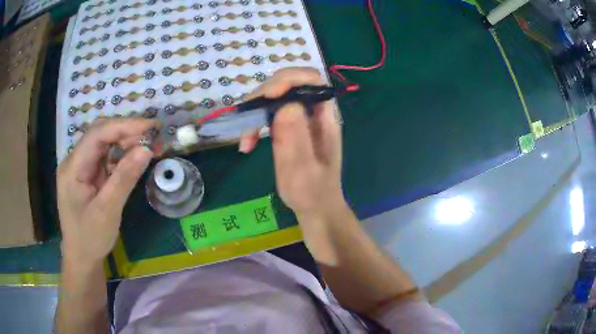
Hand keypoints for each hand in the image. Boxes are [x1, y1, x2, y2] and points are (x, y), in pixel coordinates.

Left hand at [57, 118, 156, 265]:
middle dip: (126, 131)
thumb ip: (124, 178)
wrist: (81, 257)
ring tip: (148, 147)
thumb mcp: (108, 210)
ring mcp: (80, 167)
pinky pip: (105, 157)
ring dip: (126, 142)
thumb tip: (147, 149)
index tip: (151, 128)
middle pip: (100, 134)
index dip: (125, 126)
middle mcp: (74, 160)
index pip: (97, 134)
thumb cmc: (90, 238)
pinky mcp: (87, 174)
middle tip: (153, 138)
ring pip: (104, 143)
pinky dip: (121, 155)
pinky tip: (134, 159)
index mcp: (73, 167)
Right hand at [239, 67, 346, 221]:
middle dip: (264, 96)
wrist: (315, 207)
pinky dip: (254, 124)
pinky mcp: (288, 127)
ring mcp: (300, 119)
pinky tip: (247, 143)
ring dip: (255, 112)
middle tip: (247, 120)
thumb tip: (285, 105)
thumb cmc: (312, 193)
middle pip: (289, 84)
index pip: (312, 80)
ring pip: (275, 98)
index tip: (268, 96)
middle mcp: (314, 112)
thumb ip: (295, 139)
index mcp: (326, 118)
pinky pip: (269, 114)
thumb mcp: (303, 170)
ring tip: (245, 140)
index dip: (289, 80)